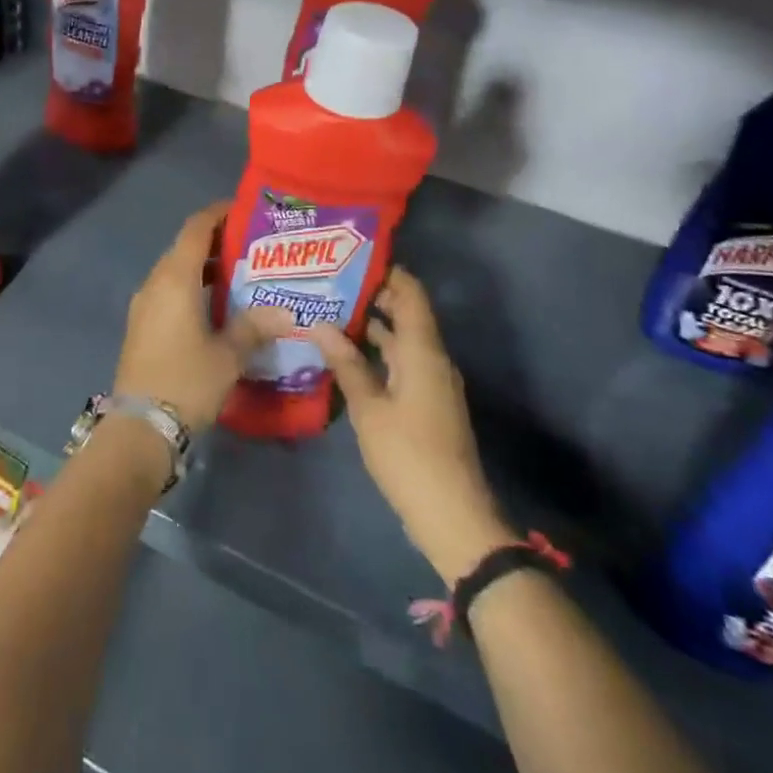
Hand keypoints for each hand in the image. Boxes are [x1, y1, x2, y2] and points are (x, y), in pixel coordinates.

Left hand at [115, 202, 294, 434]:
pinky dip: (192, 287)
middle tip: (253, 246)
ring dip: (204, 268)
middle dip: (216, 242)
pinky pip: (168, 292)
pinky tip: (216, 306)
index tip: (244, 211)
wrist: (140, 427)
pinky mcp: (141, 325)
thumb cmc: (187, 382)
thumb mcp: (229, 355)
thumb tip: (287, 312)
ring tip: (241, 275)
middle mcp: (155, 283)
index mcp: (175, 279)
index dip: (218, 214)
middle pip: (185, 247)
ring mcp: (144, 304)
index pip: (196, 229)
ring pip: (176, 271)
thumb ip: (256, 327)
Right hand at [313, 268, 513, 584]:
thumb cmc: (408, 455)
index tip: (351, 257)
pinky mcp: (428, 402)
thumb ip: (346, 363)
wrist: (452, 515)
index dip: (386, 271)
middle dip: (372, 295)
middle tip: (330, 283)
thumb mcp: (369, 408)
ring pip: (403, 339)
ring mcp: (432, 381)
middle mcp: (433, 358)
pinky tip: (347, 355)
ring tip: (331, 311)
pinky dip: (378, 351)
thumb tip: (319, 323)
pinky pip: (403, 362)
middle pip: (406, 313)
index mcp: (423, 351)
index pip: (410, 293)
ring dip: (373, 325)